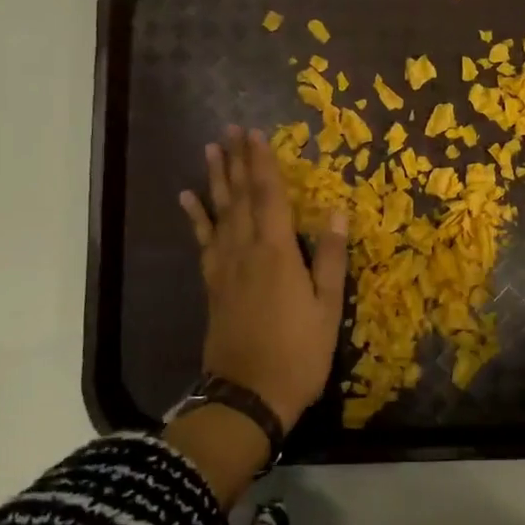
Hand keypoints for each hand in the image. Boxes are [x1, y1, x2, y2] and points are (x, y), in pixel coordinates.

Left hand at [179, 126, 348, 429]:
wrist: (249, 395)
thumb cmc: (299, 353)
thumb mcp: (327, 307)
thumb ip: (328, 257)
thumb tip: (335, 211)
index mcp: (277, 252)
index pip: (270, 196)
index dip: (264, 163)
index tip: (256, 134)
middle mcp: (246, 250)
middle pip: (241, 197)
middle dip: (237, 160)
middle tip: (231, 129)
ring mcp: (225, 267)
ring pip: (220, 212)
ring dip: (216, 179)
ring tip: (211, 150)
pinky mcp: (213, 284)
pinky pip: (203, 241)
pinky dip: (196, 217)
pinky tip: (188, 199)